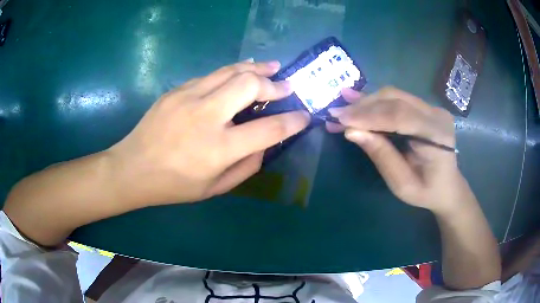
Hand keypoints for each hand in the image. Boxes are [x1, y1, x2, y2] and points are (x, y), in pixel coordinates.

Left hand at [108, 61, 309, 205]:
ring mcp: (188, 98)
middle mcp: (206, 117)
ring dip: (257, 68)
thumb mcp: (214, 188)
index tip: (304, 116)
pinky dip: (232, 72)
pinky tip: (240, 73)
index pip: (268, 129)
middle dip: (274, 84)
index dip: (293, 121)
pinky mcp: (177, 90)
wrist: (132, 168)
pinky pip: (211, 76)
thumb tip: (266, 144)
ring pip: (231, 71)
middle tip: (286, 87)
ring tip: (273, 66)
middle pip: (250, 85)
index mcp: (218, 149)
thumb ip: (246, 166)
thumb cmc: (173, 185)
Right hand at [328, 87, 474, 214]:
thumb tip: (352, 132)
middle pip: (395, 100)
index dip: (368, 115)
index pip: (399, 116)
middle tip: (336, 114)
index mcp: (437, 135)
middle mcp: (436, 114)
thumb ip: (381, 155)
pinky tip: (357, 97)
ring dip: (366, 101)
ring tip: (342, 106)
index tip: (341, 119)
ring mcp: (431, 107)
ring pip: (393, 95)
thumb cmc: (426, 191)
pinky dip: (375, 101)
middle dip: (363, 107)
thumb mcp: (402, 183)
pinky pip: (397, 99)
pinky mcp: (424, 107)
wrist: (447, 186)